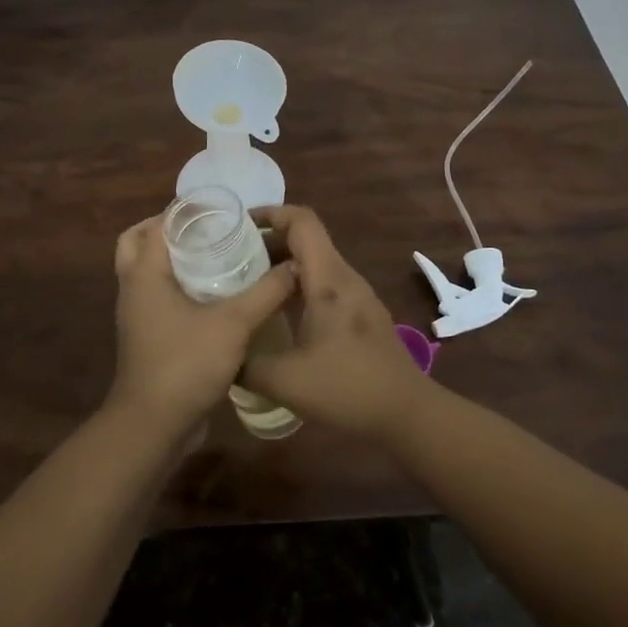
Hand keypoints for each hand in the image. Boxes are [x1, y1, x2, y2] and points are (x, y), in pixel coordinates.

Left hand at [107, 215, 297, 444]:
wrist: (153, 426)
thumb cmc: (186, 363)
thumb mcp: (235, 323)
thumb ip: (267, 292)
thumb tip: (295, 266)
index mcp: (145, 273)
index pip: (159, 224)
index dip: (187, 210)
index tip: (221, 208)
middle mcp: (133, 288)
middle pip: (138, 242)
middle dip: (168, 230)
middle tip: (206, 230)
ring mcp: (137, 315)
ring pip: (146, 272)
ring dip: (171, 259)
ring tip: (214, 257)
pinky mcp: (146, 338)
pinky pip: (156, 298)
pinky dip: (176, 287)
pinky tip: (214, 296)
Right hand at [242, 206, 428, 441]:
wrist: (407, 413)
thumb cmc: (347, 388)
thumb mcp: (285, 381)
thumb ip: (246, 364)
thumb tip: (220, 353)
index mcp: (328, 279)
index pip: (302, 221)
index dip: (270, 213)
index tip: (238, 225)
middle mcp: (344, 277)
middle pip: (306, 239)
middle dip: (268, 241)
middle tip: (231, 259)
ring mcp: (357, 295)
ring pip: (315, 263)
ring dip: (282, 265)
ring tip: (248, 284)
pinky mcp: (361, 313)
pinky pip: (325, 284)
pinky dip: (298, 285)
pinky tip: (279, 313)